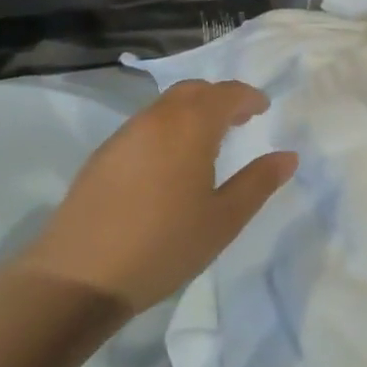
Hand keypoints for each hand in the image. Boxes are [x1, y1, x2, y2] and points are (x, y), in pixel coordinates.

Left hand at [13, 80, 294, 313]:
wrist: (78, 276)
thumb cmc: (163, 246)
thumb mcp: (223, 220)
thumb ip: (258, 183)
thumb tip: (288, 156)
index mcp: (191, 125)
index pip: (227, 93)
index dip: (249, 97)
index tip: (263, 109)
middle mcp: (158, 117)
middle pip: (194, 90)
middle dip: (220, 98)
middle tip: (239, 120)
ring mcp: (126, 133)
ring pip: (167, 105)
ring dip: (192, 111)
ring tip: (206, 142)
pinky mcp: (103, 154)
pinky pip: (145, 125)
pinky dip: (167, 127)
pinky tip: (168, 163)